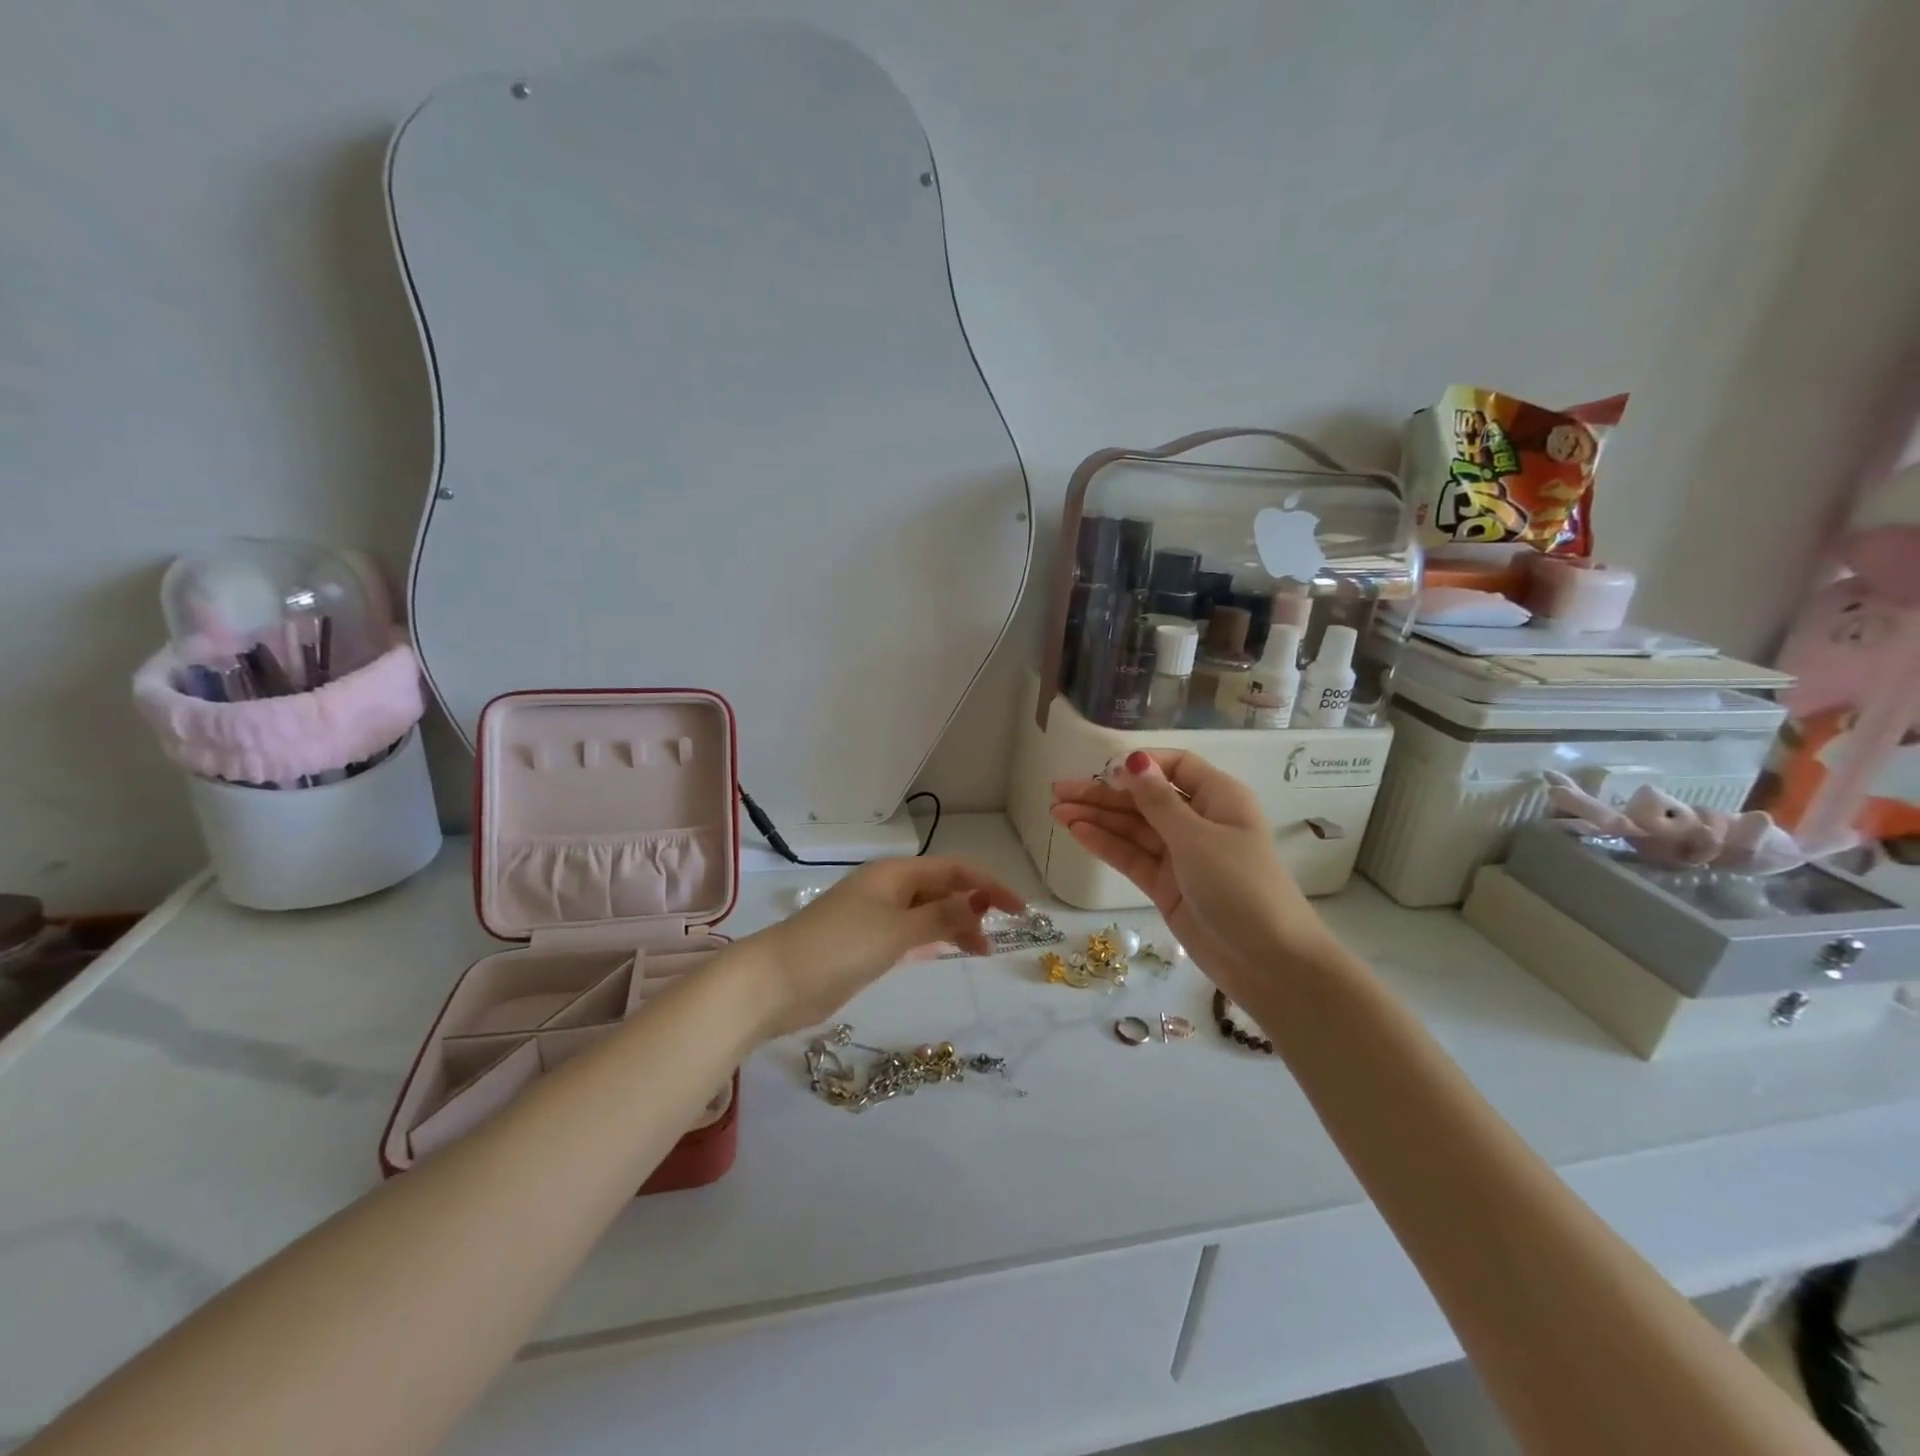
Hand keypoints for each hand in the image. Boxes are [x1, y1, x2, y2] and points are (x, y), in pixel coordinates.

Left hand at [747, 857, 1025, 1037]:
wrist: (776, 983)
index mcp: (894, 875)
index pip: (953, 870)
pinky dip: (932, 940)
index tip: (1019, 909)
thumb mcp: (896, 931)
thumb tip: (979, 900)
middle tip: (999, 937)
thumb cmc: (838, 947)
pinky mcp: (866, 944)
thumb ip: (940, 916)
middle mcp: (888, 889)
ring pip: (927, 913)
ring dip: (955, 925)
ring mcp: (875, 917)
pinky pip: (911, 934)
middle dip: (973, 906)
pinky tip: (946, 952)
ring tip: (981, 950)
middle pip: (941, 889)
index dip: (989, 885)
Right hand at [1050, 750, 1332, 995]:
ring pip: (1133, 828)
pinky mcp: (1166, 886)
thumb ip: (1158, 801)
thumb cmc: (1241, 887)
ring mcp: (1181, 855)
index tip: (1104, 771)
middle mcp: (1199, 821)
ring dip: (1097, 818)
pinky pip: (1131, 856)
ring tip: (1056, 811)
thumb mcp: (1197, 838)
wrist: (1268, 963)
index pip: (1176, 767)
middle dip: (1104, 793)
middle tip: (1059, 791)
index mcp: (1218, 798)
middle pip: (1145, 798)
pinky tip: (1076, 832)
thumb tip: (1133, 759)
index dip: (1140, 765)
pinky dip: (1105, 844)